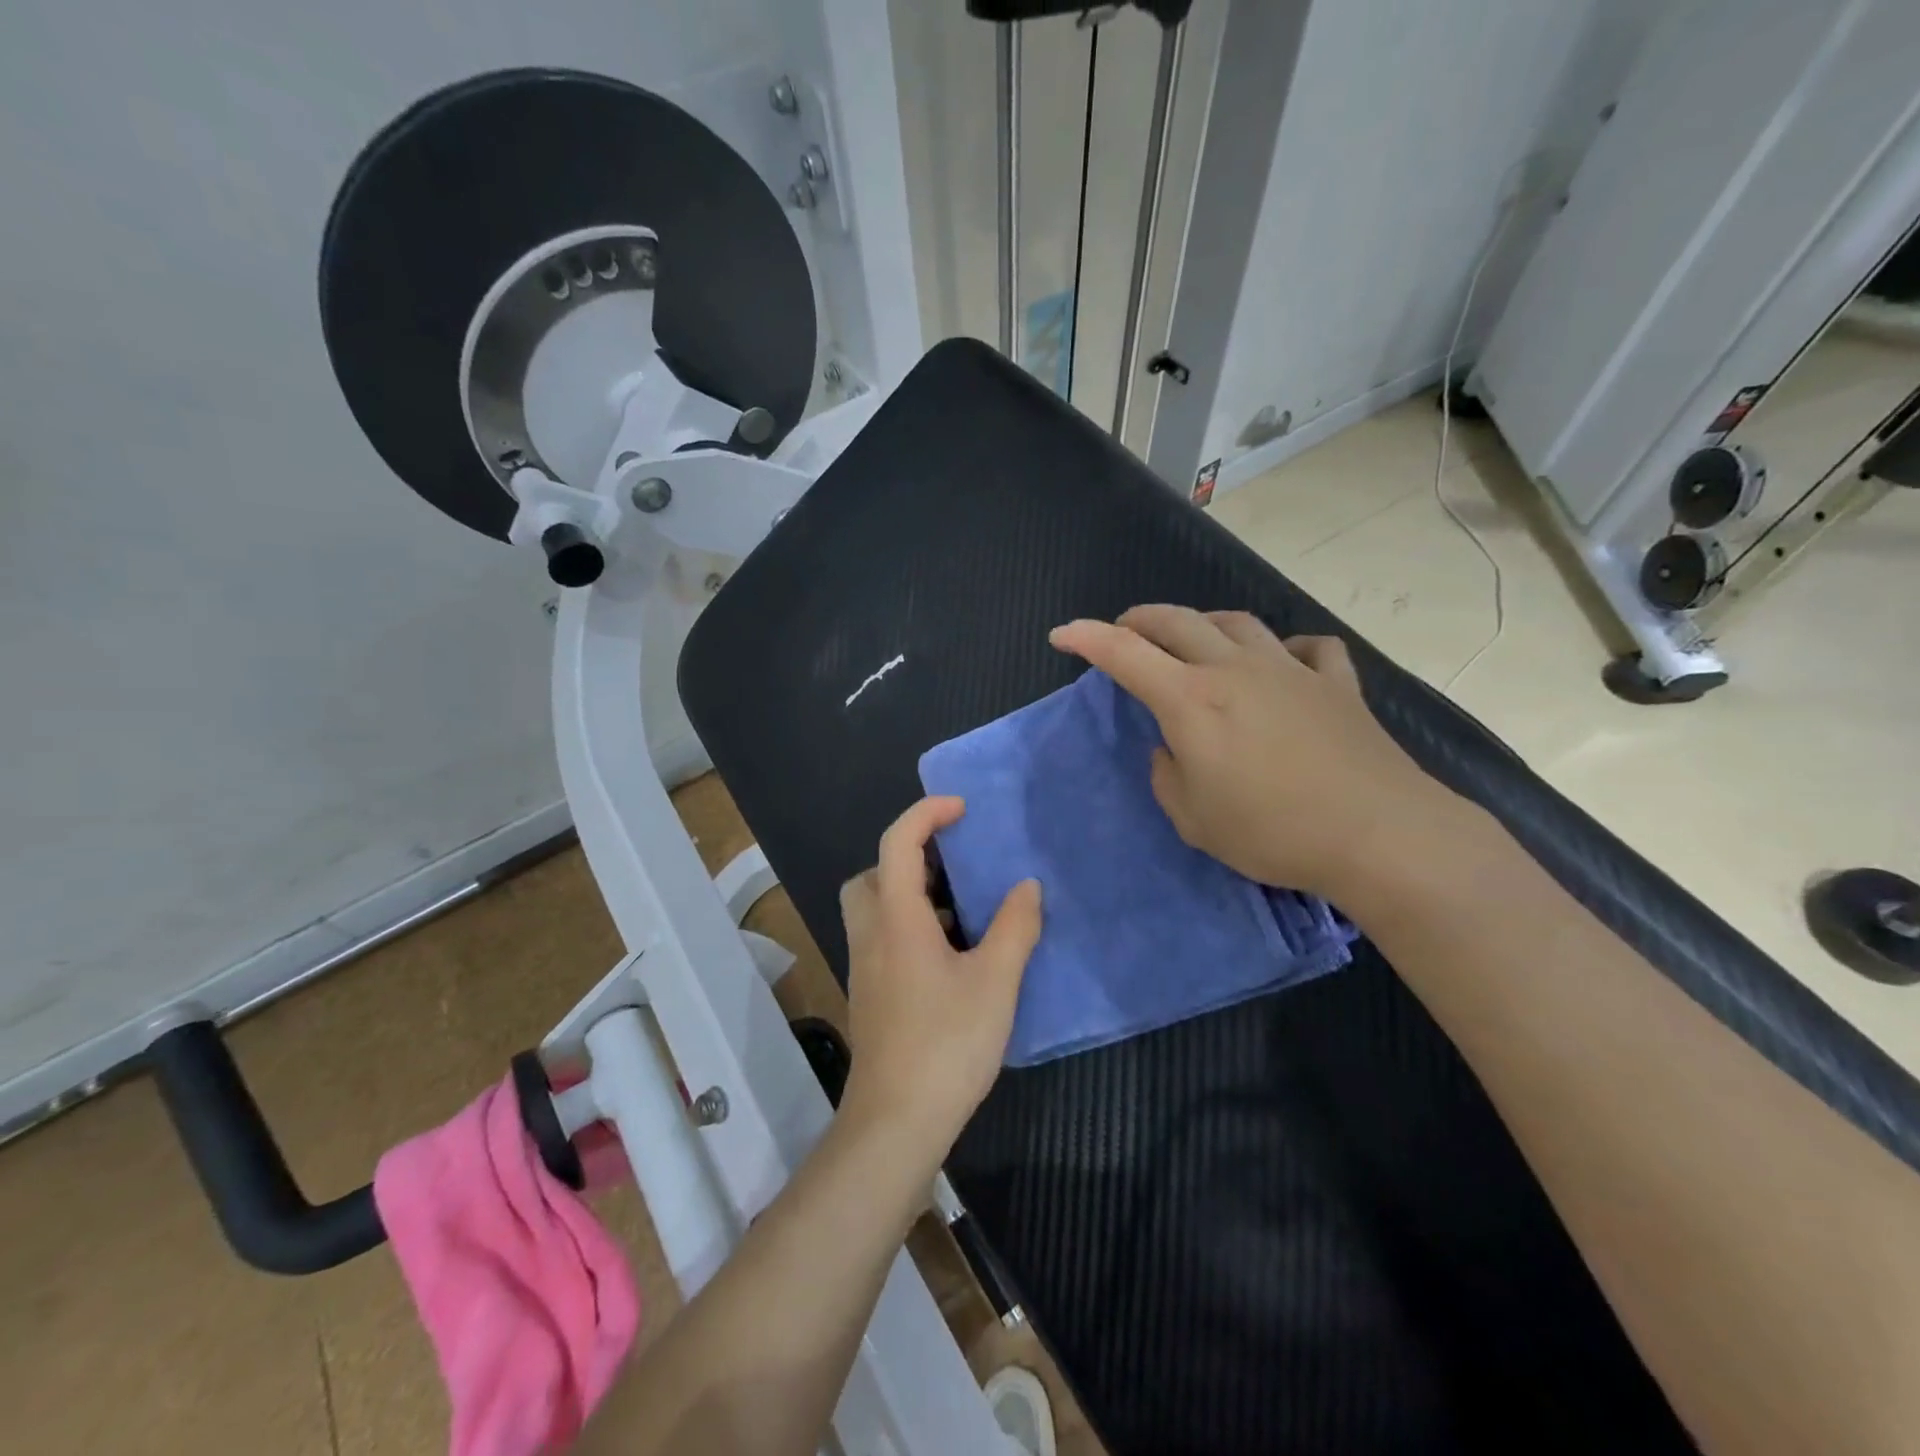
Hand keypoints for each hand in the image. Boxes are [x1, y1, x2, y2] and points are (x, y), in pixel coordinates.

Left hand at [838, 797, 1042, 1158]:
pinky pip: (883, 937)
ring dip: (911, 893)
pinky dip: (910, 925)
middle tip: (954, 866)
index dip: (926, 814)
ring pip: (875, 908)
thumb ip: (1014, 927)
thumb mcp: (995, 981)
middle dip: (909, 857)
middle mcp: (871, 934)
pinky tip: (952, 954)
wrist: (895, 1121)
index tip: (962, 809)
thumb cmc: (946, 1043)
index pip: (898, 842)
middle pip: (873, 874)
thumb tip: (1027, 886)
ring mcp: (866, 967)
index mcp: (896, 918)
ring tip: (962, 908)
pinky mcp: (872, 994)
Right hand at [1049, 605, 1469, 902]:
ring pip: (1236, 623)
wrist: (1378, 834)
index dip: (1086, 638)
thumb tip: (1173, 748)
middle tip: (1122, 631)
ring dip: (1202, 624)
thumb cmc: (1271, 831)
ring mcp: (1289, 669)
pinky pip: (1306, 648)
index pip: (1124, 654)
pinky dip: (1285, 649)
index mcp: (1191, 700)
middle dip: (1138, 620)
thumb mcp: (1192, 819)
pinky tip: (1282, 663)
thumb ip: (1167, 775)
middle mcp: (1234, 669)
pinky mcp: (1335, 683)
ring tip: (1192, 639)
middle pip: (1176, 621)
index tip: (1061, 635)